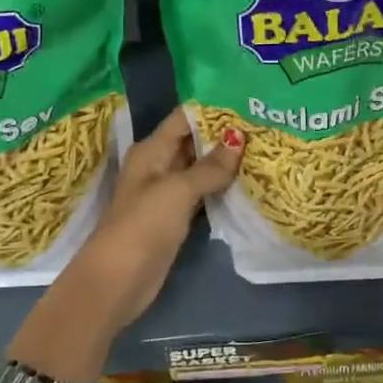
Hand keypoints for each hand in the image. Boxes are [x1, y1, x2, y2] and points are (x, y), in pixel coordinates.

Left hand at [78, 106, 243, 326]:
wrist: (119, 280)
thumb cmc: (143, 225)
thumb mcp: (177, 190)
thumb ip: (209, 166)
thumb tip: (238, 138)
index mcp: (151, 151)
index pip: (184, 119)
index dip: (212, 109)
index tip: (247, 102)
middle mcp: (157, 166)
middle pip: (193, 142)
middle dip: (223, 134)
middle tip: (263, 125)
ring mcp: (166, 194)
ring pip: (199, 169)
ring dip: (225, 161)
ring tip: (263, 147)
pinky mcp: (175, 218)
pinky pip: (201, 193)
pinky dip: (221, 187)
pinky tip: (247, 181)